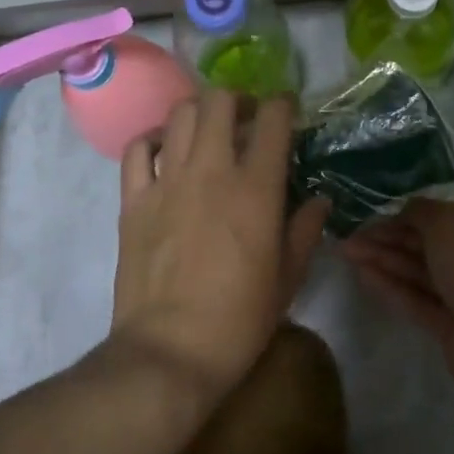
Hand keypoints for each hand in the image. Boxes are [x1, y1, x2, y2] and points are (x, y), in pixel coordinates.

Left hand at [113, 89, 328, 405]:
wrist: (169, 353)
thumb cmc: (239, 320)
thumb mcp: (288, 278)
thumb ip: (305, 230)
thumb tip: (319, 200)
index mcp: (256, 188)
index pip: (273, 120)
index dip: (283, 105)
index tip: (286, 111)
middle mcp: (212, 171)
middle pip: (220, 101)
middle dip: (238, 100)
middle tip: (245, 119)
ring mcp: (168, 181)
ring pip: (180, 115)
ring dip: (200, 113)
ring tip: (208, 132)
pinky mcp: (134, 200)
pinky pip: (137, 149)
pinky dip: (154, 140)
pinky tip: (165, 152)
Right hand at [340, 198, 453, 396]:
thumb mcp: (449, 223)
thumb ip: (421, 212)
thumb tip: (405, 210)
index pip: (448, 214)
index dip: (412, 213)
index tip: (378, 215)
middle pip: (430, 243)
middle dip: (391, 237)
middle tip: (352, 235)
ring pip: (421, 271)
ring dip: (385, 260)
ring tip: (347, 251)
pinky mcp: (453, 326)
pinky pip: (418, 300)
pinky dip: (392, 287)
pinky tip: (362, 275)